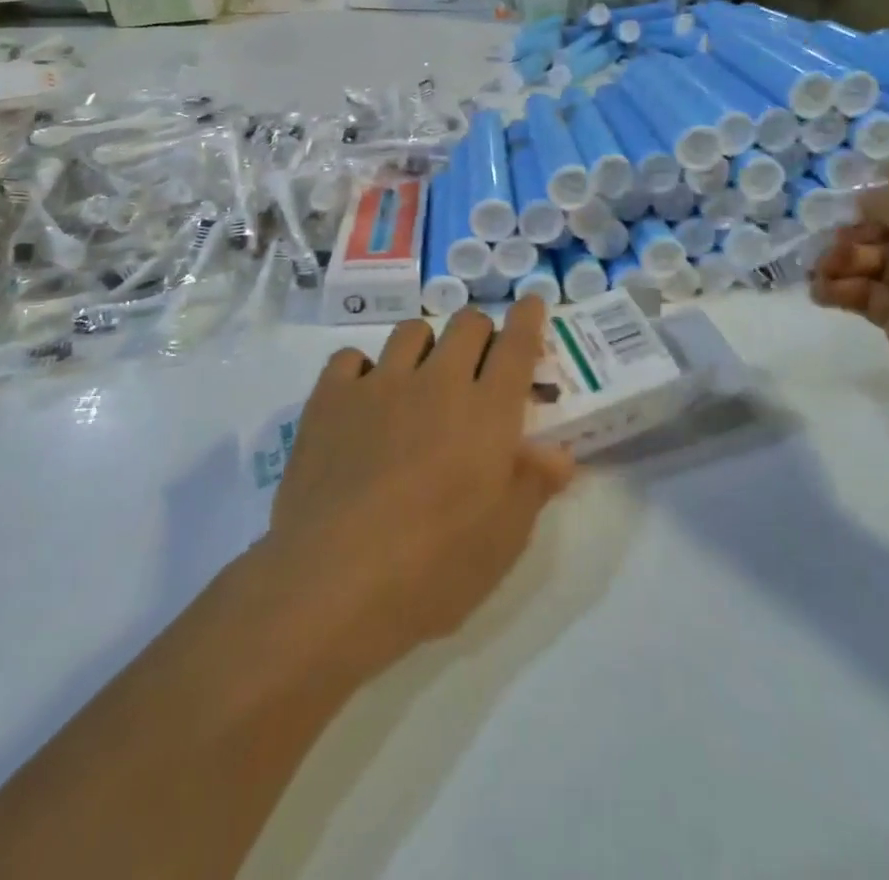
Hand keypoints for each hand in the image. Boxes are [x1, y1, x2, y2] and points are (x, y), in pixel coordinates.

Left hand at [263, 299, 574, 675]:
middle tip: (476, 365)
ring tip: (419, 381)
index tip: (531, 304)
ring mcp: (379, 385)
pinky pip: (350, 358)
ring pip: (411, 332)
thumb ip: (534, 484)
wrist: (333, 584)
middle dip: (479, 333)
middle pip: (466, 325)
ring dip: (425, 347)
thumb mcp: (504, 538)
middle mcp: (437, 383)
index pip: (516, 345)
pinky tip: (362, 400)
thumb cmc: (434, 569)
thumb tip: (558, 452)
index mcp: (487, 412)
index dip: (528, 318)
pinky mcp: (329, 399)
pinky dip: (362, 370)